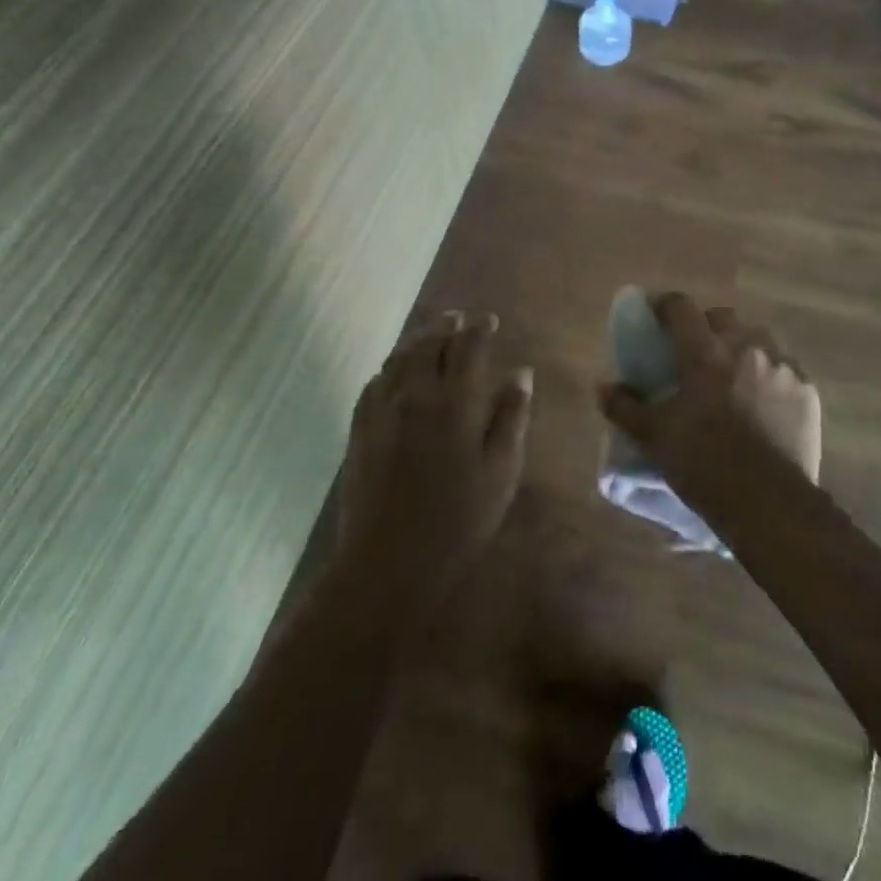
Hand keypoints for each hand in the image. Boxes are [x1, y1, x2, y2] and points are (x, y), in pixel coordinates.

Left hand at [338, 312, 532, 602]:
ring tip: (430, 334)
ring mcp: (382, 411)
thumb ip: (511, 418)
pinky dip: (390, 367)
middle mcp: (415, 394)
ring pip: (398, 358)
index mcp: (454, 402)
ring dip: (416, 340)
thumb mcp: (500, 472)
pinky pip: (374, 383)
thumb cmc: (458, 521)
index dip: (479, 328)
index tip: (489, 320)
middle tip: (458, 318)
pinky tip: (395, 373)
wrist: (389, 563)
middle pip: (428, 344)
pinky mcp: (360, 430)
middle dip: (445, 326)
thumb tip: (521, 374)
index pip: (467, 347)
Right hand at [601, 294, 821, 501]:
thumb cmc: (704, 464)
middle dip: (705, 327)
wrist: (770, 503)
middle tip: (694, 352)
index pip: (681, 307)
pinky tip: (762, 399)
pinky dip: (768, 373)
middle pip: (722, 317)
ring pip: (756, 338)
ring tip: (731, 374)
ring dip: (740, 346)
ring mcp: (781, 365)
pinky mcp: (806, 389)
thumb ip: (625, 406)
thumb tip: (602, 386)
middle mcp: (745, 346)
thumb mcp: (655, 436)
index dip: (664, 305)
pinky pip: (783, 366)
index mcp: (704, 352)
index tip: (655, 314)